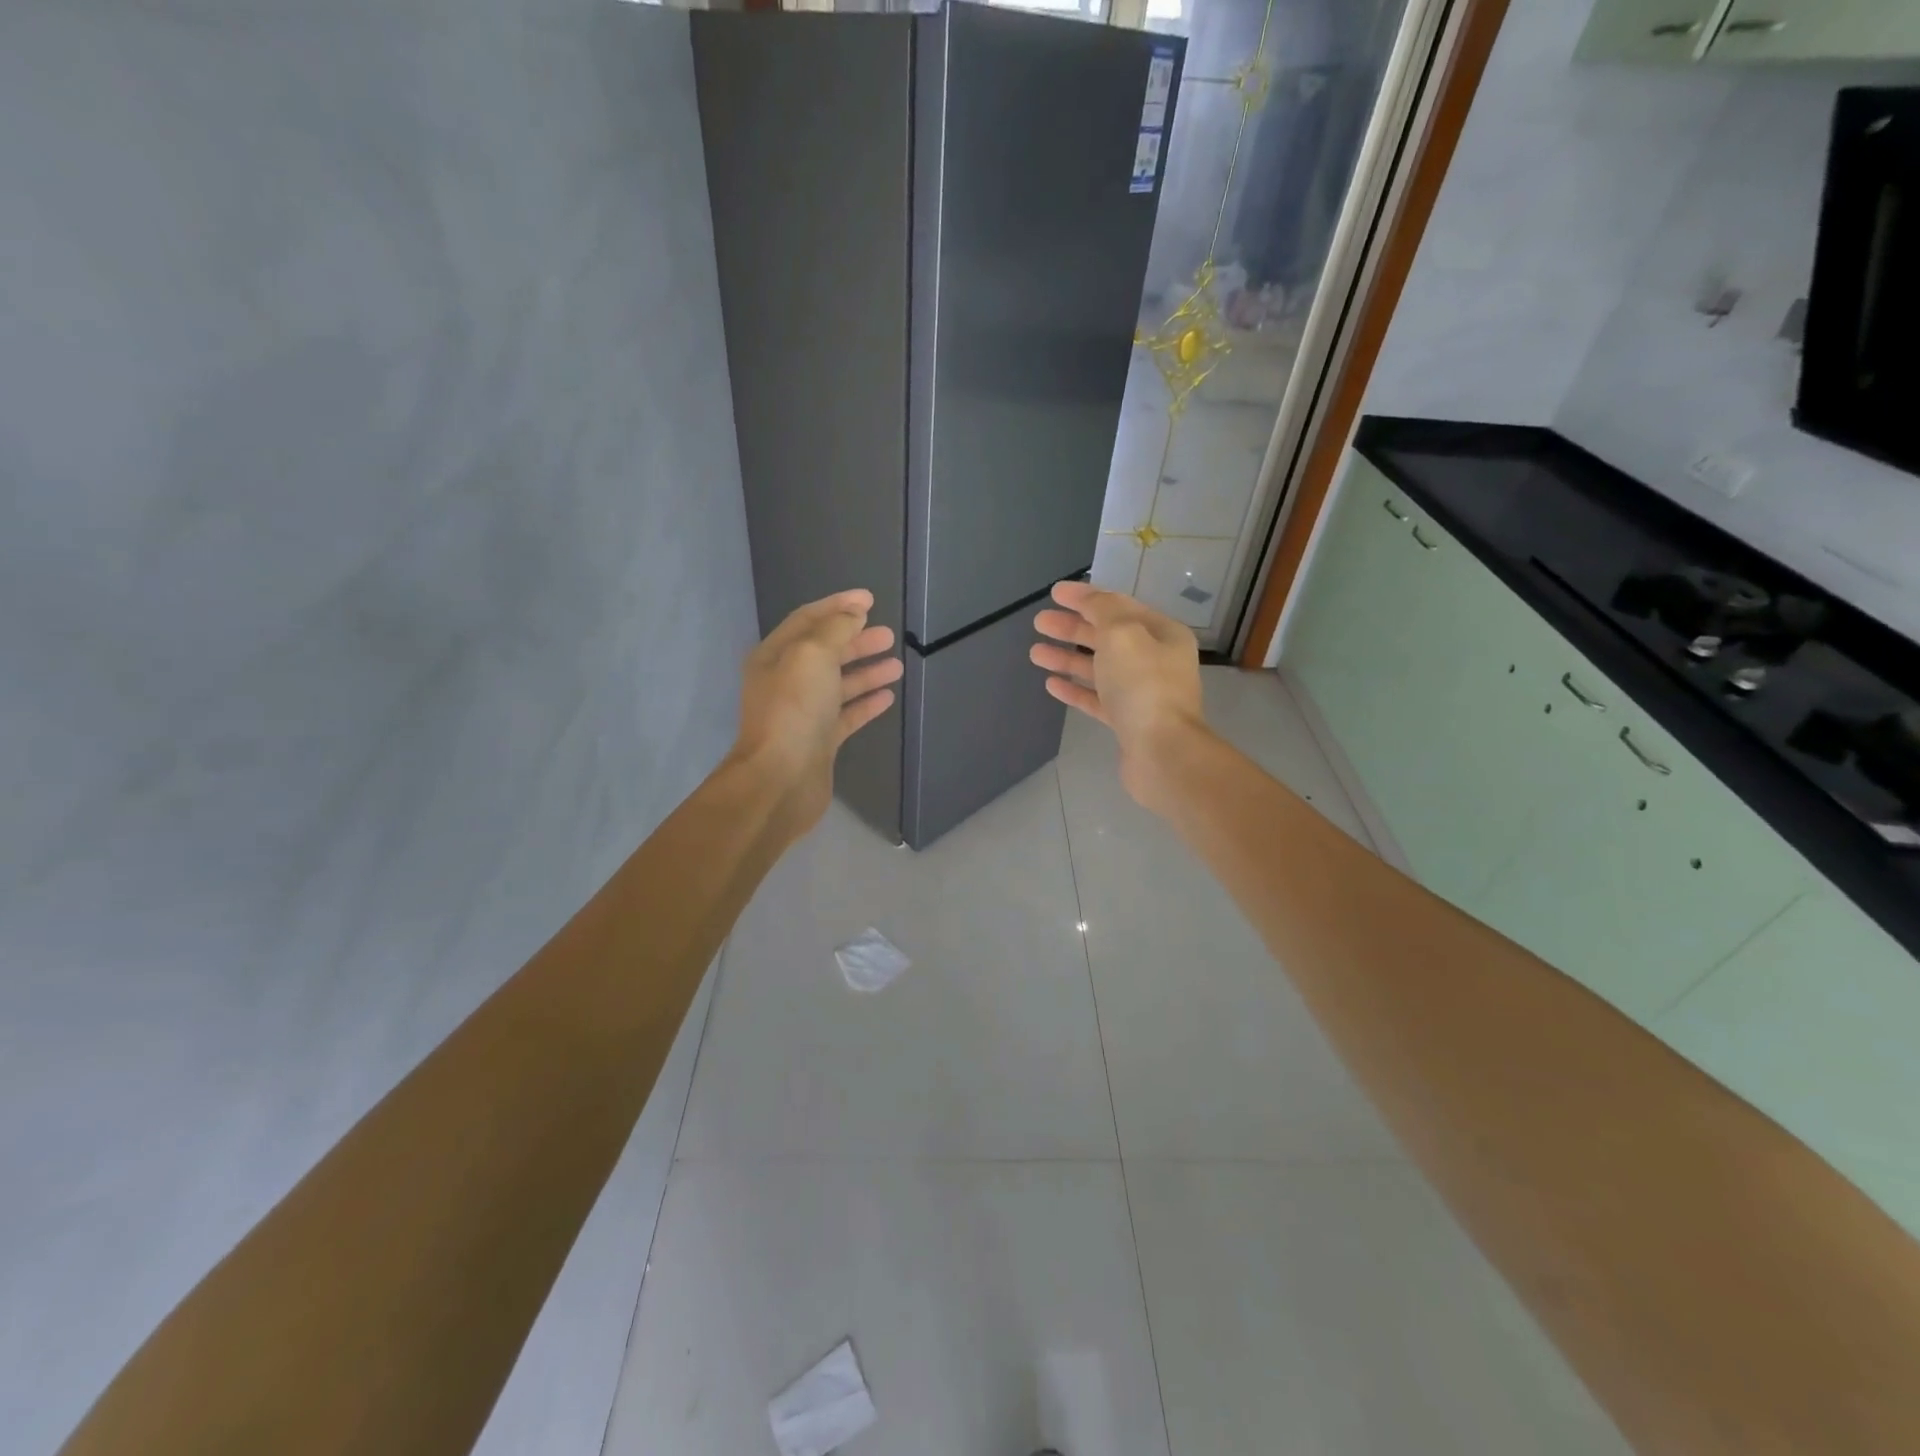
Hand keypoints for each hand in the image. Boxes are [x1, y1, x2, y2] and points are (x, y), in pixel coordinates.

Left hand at [732, 589, 902, 834]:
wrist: (781, 779)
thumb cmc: (794, 710)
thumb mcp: (812, 655)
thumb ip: (835, 629)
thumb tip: (853, 615)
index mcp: (775, 656)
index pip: (808, 620)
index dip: (838, 606)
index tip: (870, 600)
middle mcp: (786, 682)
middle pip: (825, 652)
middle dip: (856, 640)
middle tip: (888, 635)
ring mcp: (803, 713)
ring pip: (838, 684)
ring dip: (866, 671)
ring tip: (897, 664)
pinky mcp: (820, 741)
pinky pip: (846, 714)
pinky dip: (866, 703)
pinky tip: (888, 697)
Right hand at [1031, 580, 1206, 814]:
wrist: (1162, 752)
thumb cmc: (1143, 685)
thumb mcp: (1122, 633)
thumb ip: (1103, 610)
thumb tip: (1090, 599)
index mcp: (1162, 634)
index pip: (1119, 606)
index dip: (1085, 597)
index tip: (1054, 593)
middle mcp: (1155, 660)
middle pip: (1107, 637)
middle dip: (1072, 627)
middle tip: (1039, 622)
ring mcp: (1141, 693)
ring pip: (1099, 668)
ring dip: (1067, 658)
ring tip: (1035, 653)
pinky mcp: (1127, 722)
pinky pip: (1097, 698)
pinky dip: (1075, 688)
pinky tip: (1051, 684)